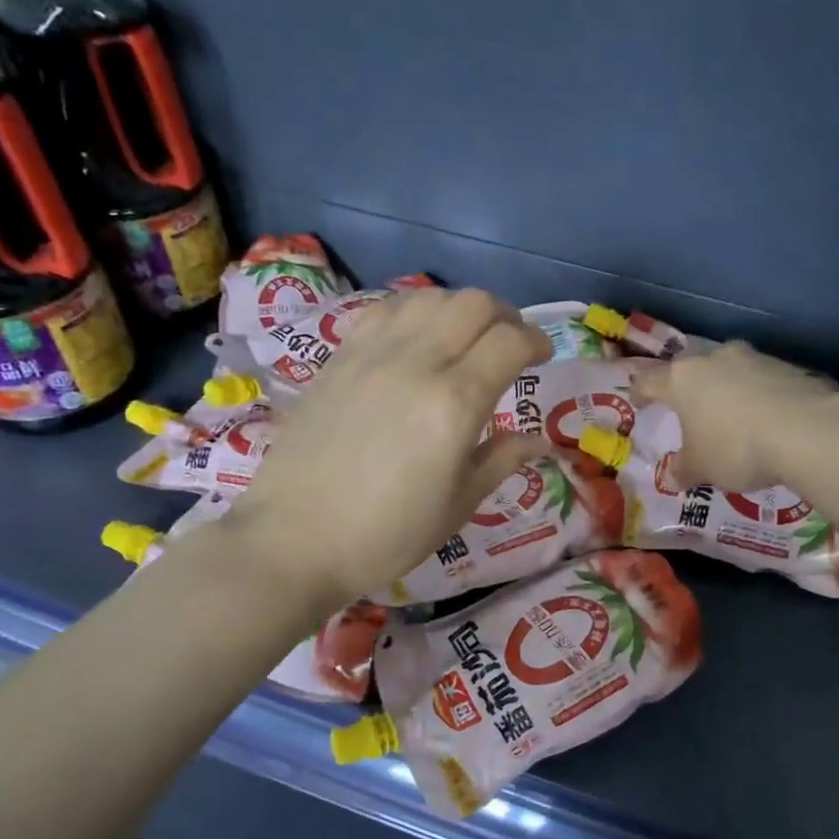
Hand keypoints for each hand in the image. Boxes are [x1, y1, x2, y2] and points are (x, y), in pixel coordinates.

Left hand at [212, 288, 552, 609]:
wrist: (295, 540)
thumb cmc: (387, 535)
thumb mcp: (458, 505)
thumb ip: (501, 460)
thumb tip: (539, 440)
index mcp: (455, 403)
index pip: (510, 341)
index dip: (537, 341)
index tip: (542, 357)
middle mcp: (416, 362)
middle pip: (473, 304)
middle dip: (504, 316)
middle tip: (509, 345)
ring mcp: (371, 354)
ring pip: (428, 297)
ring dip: (458, 310)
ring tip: (464, 339)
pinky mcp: (338, 357)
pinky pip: (384, 311)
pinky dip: (413, 312)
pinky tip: (414, 340)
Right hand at [632, 340, 838, 491]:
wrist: (807, 432)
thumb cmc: (735, 448)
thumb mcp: (701, 468)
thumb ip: (683, 469)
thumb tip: (672, 476)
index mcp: (683, 378)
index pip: (649, 380)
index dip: (640, 392)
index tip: (639, 403)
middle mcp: (715, 359)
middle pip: (692, 367)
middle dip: (687, 385)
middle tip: (687, 406)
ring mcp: (755, 358)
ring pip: (729, 370)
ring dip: (726, 388)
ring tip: (730, 414)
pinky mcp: (789, 367)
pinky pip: (763, 380)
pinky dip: (758, 395)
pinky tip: (766, 418)